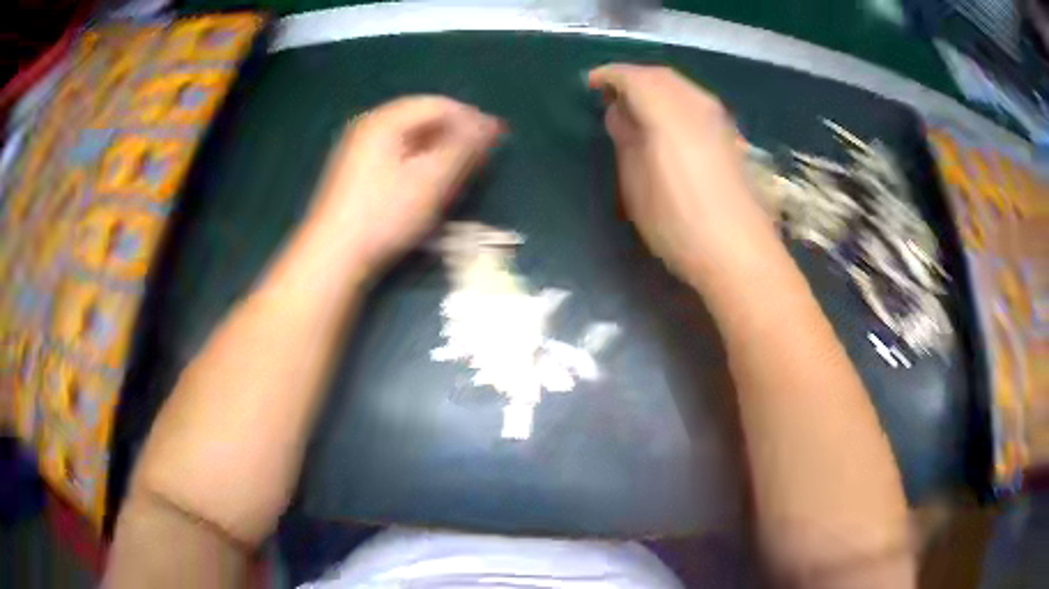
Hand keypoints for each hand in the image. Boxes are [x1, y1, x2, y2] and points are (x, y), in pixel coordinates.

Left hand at [304, 96, 502, 277]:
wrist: (334, 256)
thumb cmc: (385, 214)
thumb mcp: (431, 180)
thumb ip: (463, 148)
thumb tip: (489, 124)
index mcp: (385, 120)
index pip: (438, 105)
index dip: (470, 118)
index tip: (496, 138)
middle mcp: (370, 126)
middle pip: (422, 118)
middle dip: (455, 133)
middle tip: (480, 156)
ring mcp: (359, 149)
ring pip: (410, 138)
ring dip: (439, 148)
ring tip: (459, 170)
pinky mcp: (356, 172)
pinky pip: (397, 154)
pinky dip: (420, 161)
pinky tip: (429, 182)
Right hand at [588, 65, 775, 283]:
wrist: (739, 253)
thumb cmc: (678, 224)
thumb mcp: (637, 184)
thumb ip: (626, 139)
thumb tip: (619, 112)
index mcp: (668, 113)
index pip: (634, 77)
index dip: (609, 75)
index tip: (588, 84)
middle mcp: (697, 106)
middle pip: (661, 75)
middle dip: (632, 77)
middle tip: (609, 94)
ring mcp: (718, 120)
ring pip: (681, 86)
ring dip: (654, 87)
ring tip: (634, 107)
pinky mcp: (730, 137)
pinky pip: (695, 102)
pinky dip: (673, 100)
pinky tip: (665, 121)